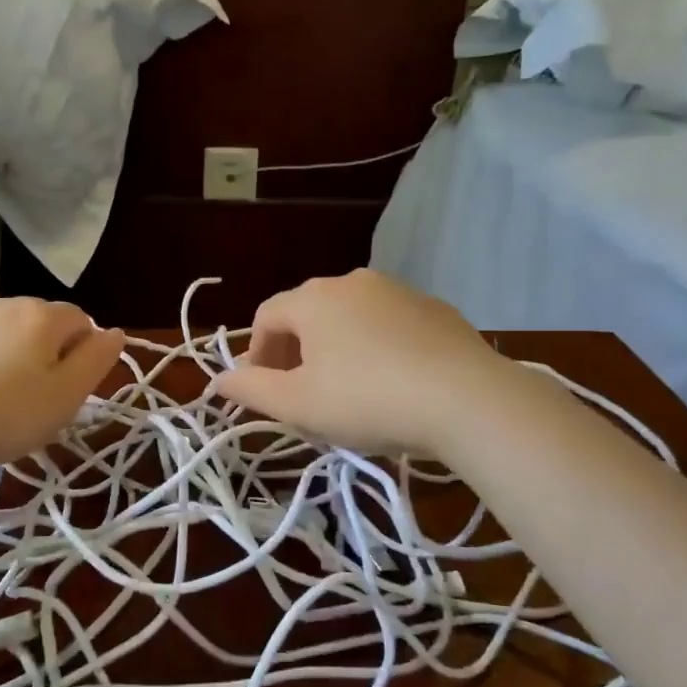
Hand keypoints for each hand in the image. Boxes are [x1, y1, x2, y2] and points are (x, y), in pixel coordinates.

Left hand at [0, 298, 125, 473]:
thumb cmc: (8, 413)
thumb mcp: (67, 394)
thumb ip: (97, 359)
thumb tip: (115, 332)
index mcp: (43, 314)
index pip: (83, 321)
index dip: (85, 356)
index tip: (72, 393)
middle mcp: (8, 305)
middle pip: (47, 326)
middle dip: (54, 356)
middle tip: (44, 403)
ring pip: (14, 337)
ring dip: (22, 362)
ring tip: (10, 405)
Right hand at [212, 269, 495, 455]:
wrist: (467, 400)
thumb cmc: (366, 400)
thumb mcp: (298, 404)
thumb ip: (251, 389)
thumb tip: (219, 380)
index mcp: (313, 299)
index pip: (266, 317)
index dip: (257, 355)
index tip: (264, 392)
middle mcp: (352, 282)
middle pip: (307, 315)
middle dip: (295, 354)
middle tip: (302, 396)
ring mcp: (398, 291)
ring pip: (349, 318)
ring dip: (335, 350)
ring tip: (347, 393)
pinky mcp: (435, 309)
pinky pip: (388, 325)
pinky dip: (375, 348)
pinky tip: (390, 383)